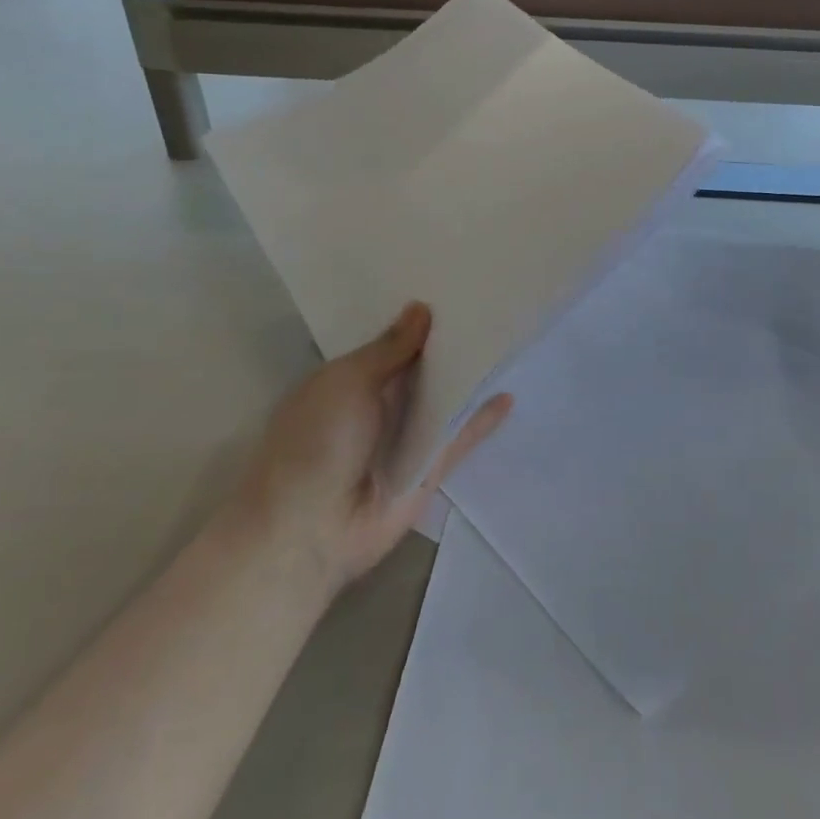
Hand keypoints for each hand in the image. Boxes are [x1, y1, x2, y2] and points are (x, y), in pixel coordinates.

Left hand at [239, 302, 510, 589]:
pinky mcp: (429, 468)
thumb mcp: (346, 381)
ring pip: (442, 399)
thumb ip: (390, 348)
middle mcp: (377, 406)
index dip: (413, 320)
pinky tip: (508, 395)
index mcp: (347, 382)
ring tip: (503, 339)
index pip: (386, 343)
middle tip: (486, 305)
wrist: (311, 530)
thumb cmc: (316, 442)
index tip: (448, 288)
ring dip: (467, 376)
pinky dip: (482, 419)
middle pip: (418, 370)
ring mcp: (404, 438)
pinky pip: (459, 436)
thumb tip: (421, 309)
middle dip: (446, 343)